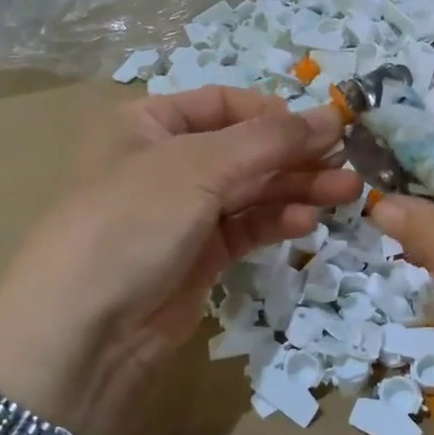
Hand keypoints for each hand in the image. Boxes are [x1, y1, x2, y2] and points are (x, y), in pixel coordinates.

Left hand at [0, 87, 361, 434]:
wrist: (84, 330)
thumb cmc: (132, 221)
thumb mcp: (198, 167)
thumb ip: (271, 140)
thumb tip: (335, 114)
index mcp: (148, 123)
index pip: (223, 104)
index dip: (273, 113)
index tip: (322, 127)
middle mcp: (166, 162)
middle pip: (244, 148)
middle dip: (296, 155)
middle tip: (349, 164)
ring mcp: (183, 212)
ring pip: (251, 190)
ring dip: (298, 188)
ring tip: (346, 194)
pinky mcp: (199, 256)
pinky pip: (247, 228)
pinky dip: (277, 222)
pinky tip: (308, 222)